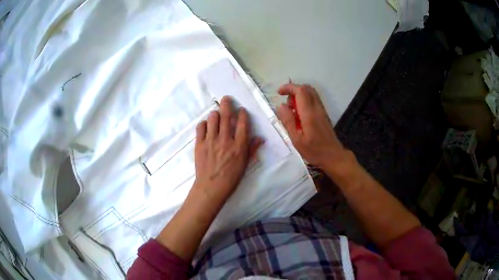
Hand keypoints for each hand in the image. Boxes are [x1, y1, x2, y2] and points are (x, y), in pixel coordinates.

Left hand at [192, 96, 262, 204]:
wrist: (211, 187)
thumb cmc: (231, 178)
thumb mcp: (245, 164)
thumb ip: (252, 149)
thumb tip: (261, 138)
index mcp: (239, 145)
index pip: (243, 123)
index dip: (242, 114)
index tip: (241, 110)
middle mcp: (225, 140)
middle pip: (226, 116)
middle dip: (227, 104)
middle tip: (226, 98)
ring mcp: (211, 140)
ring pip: (212, 118)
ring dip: (215, 114)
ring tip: (216, 114)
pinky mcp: (199, 143)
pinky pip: (200, 127)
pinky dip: (204, 123)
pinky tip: (206, 125)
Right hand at [276, 83, 353, 174]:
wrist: (334, 156)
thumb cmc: (314, 151)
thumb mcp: (297, 139)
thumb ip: (288, 121)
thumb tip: (280, 106)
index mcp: (309, 113)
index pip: (300, 91)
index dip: (288, 88)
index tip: (279, 93)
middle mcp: (317, 108)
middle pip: (306, 88)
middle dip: (293, 90)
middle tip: (286, 104)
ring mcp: (322, 110)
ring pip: (311, 93)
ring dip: (299, 96)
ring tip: (292, 111)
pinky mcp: (324, 114)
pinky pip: (314, 100)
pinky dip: (304, 101)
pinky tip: (300, 115)